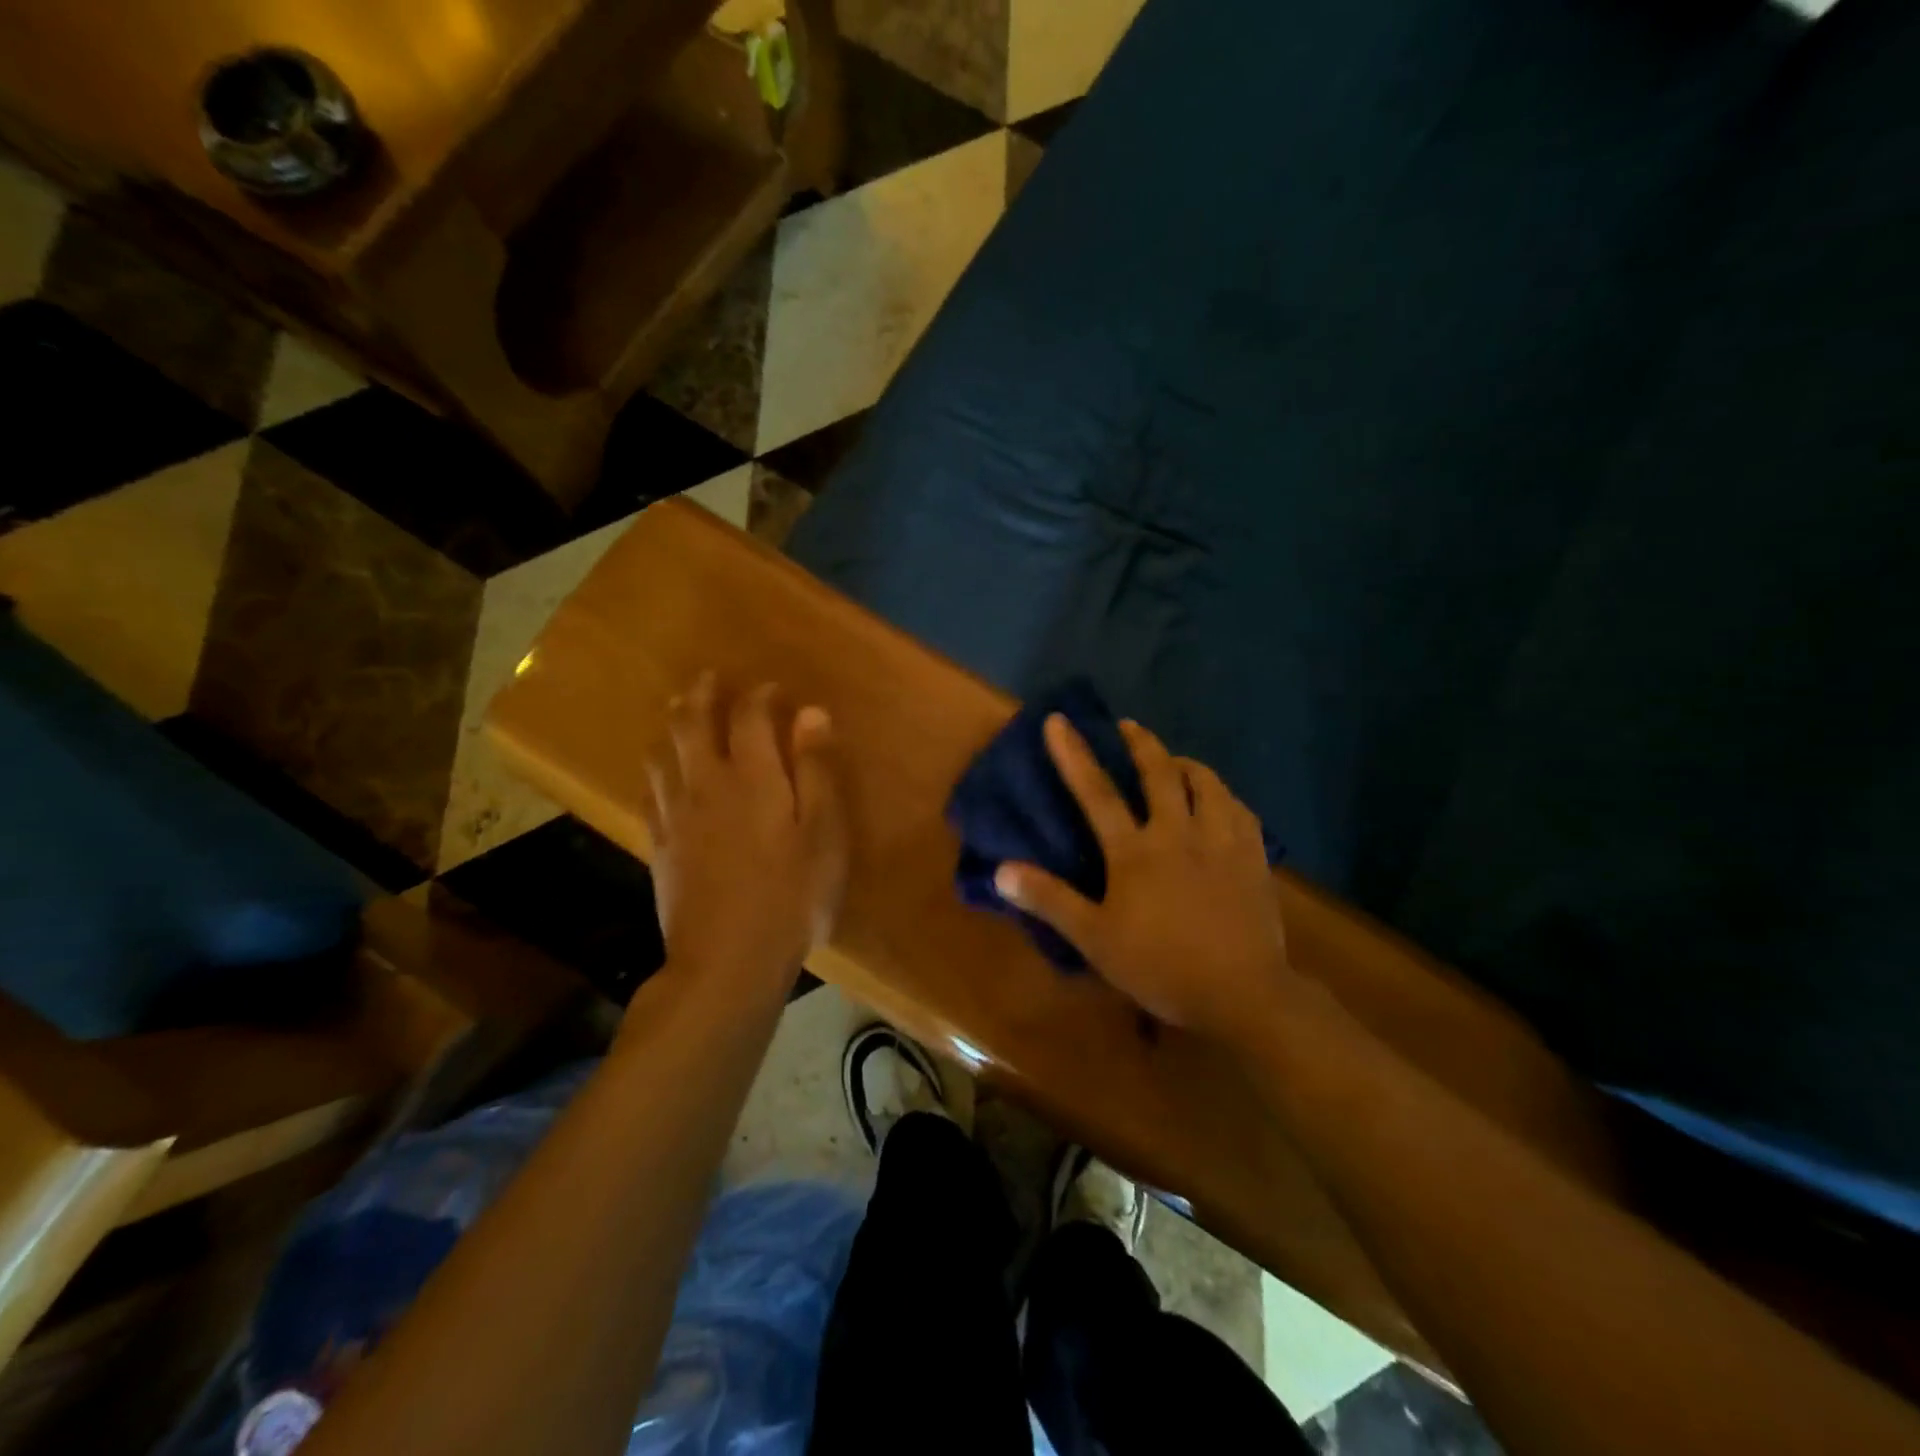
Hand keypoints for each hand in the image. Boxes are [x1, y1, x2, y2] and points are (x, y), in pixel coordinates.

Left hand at [641, 673, 846, 988]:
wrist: (727, 960)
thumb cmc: (791, 896)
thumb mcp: (825, 834)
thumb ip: (817, 771)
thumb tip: (812, 714)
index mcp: (752, 777)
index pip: (750, 716)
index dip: (762, 696)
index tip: (775, 690)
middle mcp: (706, 784)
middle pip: (692, 724)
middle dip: (702, 695)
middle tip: (709, 679)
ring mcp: (675, 815)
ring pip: (662, 753)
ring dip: (672, 725)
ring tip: (679, 712)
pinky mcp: (659, 845)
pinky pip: (649, 792)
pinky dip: (656, 770)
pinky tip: (661, 774)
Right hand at [994, 715, 1291, 1040]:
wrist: (1242, 993)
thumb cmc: (1160, 966)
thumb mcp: (1094, 939)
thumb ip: (1049, 900)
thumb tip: (1001, 870)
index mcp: (1135, 851)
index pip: (1097, 792)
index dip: (1074, 754)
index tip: (1059, 720)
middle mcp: (1178, 832)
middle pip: (1159, 773)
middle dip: (1141, 743)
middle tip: (1129, 726)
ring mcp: (1221, 841)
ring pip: (1206, 783)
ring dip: (1186, 764)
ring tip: (1176, 761)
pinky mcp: (1253, 856)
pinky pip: (1240, 809)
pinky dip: (1224, 795)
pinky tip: (1221, 801)